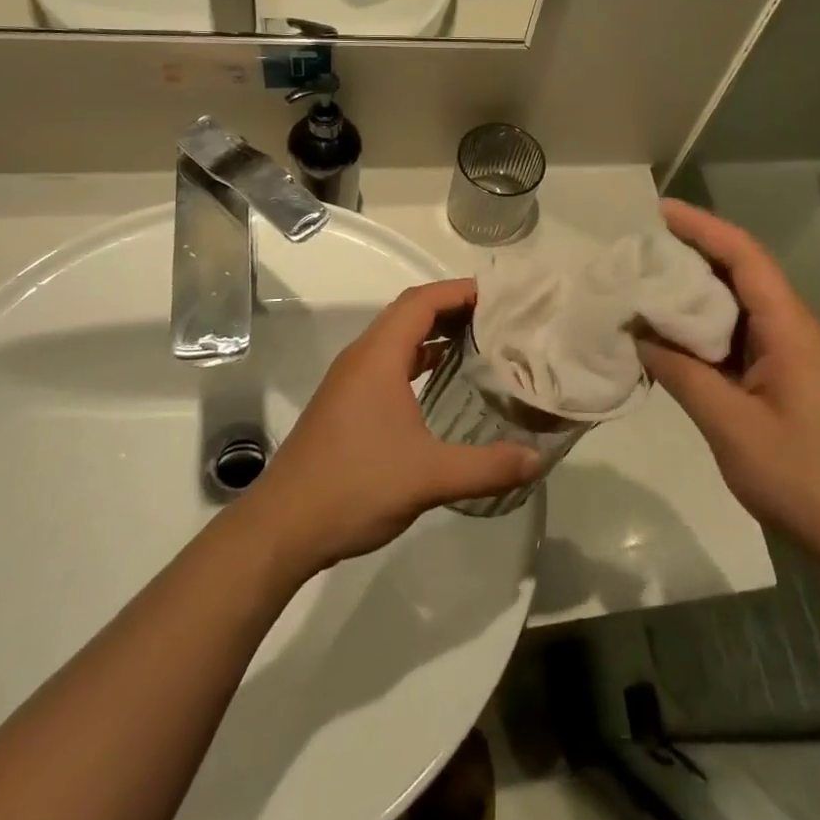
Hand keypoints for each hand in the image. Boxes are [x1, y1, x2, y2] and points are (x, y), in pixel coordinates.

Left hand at [245, 280, 539, 572]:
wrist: (282, 528)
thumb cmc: (354, 486)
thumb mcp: (428, 477)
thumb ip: (487, 466)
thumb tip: (538, 460)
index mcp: (378, 356)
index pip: (422, 301)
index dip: (460, 291)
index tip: (500, 297)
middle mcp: (362, 357)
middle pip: (409, 312)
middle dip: (452, 307)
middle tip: (498, 318)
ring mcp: (349, 381)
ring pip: (396, 337)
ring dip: (434, 332)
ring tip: (478, 342)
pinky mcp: (345, 403)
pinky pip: (388, 362)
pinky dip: (418, 358)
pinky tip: (440, 381)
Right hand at [636, 200, 819, 564]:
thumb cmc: (802, 477)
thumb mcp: (731, 425)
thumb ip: (682, 374)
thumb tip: (639, 335)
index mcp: (789, 328)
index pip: (745, 256)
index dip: (703, 227)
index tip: (660, 211)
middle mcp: (793, 329)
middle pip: (741, 273)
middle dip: (692, 254)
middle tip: (640, 250)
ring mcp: (791, 356)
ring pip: (739, 307)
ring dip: (696, 294)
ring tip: (645, 286)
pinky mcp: (784, 380)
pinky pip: (740, 338)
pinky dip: (704, 330)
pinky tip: (671, 338)